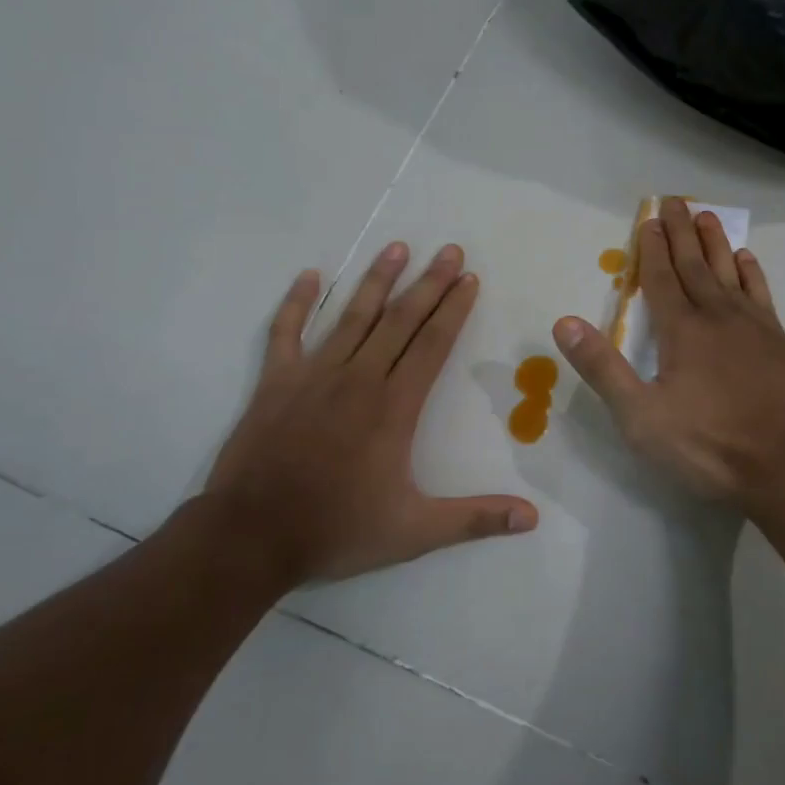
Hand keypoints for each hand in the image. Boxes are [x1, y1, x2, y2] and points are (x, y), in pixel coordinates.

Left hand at [206, 242, 537, 582]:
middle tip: (450, 250)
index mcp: (394, 407)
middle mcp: (358, 379)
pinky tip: (310, 276)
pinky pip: (285, 332)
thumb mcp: (414, 532)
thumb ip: (475, 519)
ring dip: (377, 280)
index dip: (454, 310)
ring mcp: (313, 376)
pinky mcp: (275, 383)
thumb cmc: (337, 530)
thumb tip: (532, 519)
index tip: (470, 279)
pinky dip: (296, 303)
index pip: (432, 345)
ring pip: (352, 316)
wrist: (251, 536)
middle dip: (429, 283)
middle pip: (400, 320)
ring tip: (397, 247)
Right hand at [552, 198, 784, 509]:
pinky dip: (751, 273)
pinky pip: (761, 294)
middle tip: (675, 200)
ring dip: (716, 243)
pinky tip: (746, 260)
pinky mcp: (780, 343)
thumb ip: (603, 368)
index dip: (652, 249)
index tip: (649, 219)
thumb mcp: (641, 417)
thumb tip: (564, 323)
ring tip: (708, 216)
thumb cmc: (709, 446)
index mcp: (681, 331)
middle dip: (681, 232)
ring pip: (729, 272)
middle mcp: (717, 317)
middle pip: (694, 265)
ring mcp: (754, 327)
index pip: (661, 280)